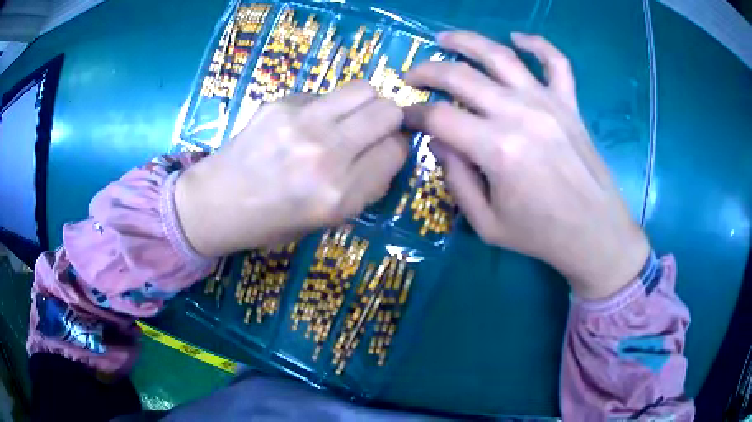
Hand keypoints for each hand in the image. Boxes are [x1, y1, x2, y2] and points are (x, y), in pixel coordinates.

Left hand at [175, 81, 407, 256]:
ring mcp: (303, 122)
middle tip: (370, 131)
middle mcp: (327, 154)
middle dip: (389, 120)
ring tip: (346, 120)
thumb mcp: (327, 221)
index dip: (397, 148)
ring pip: (364, 89)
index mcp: (340, 194)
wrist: (216, 203)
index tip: (386, 150)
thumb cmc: (270, 222)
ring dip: (364, 104)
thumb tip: (388, 152)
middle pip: (388, 111)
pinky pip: (325, 93)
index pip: (397, 150)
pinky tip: (305, 123)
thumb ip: (365, 186)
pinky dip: (327, 106)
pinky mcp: (282, 103)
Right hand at [404, 31, 648, 298]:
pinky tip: (517, 38)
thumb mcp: (486, 224)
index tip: (405, 118)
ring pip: (500, 54)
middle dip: (426, 71)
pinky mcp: (569, 104)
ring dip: (466, 41)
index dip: (414, 115)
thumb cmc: (541, 235)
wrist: (595, 234)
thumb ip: (456, 180)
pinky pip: (556, 62)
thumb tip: (438, 141)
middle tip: (411, 74)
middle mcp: (519, 114)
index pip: (439, 117)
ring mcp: (547, 103)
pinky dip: (537, 44)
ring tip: (445, 38)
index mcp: (496, 149)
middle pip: (460, 76)